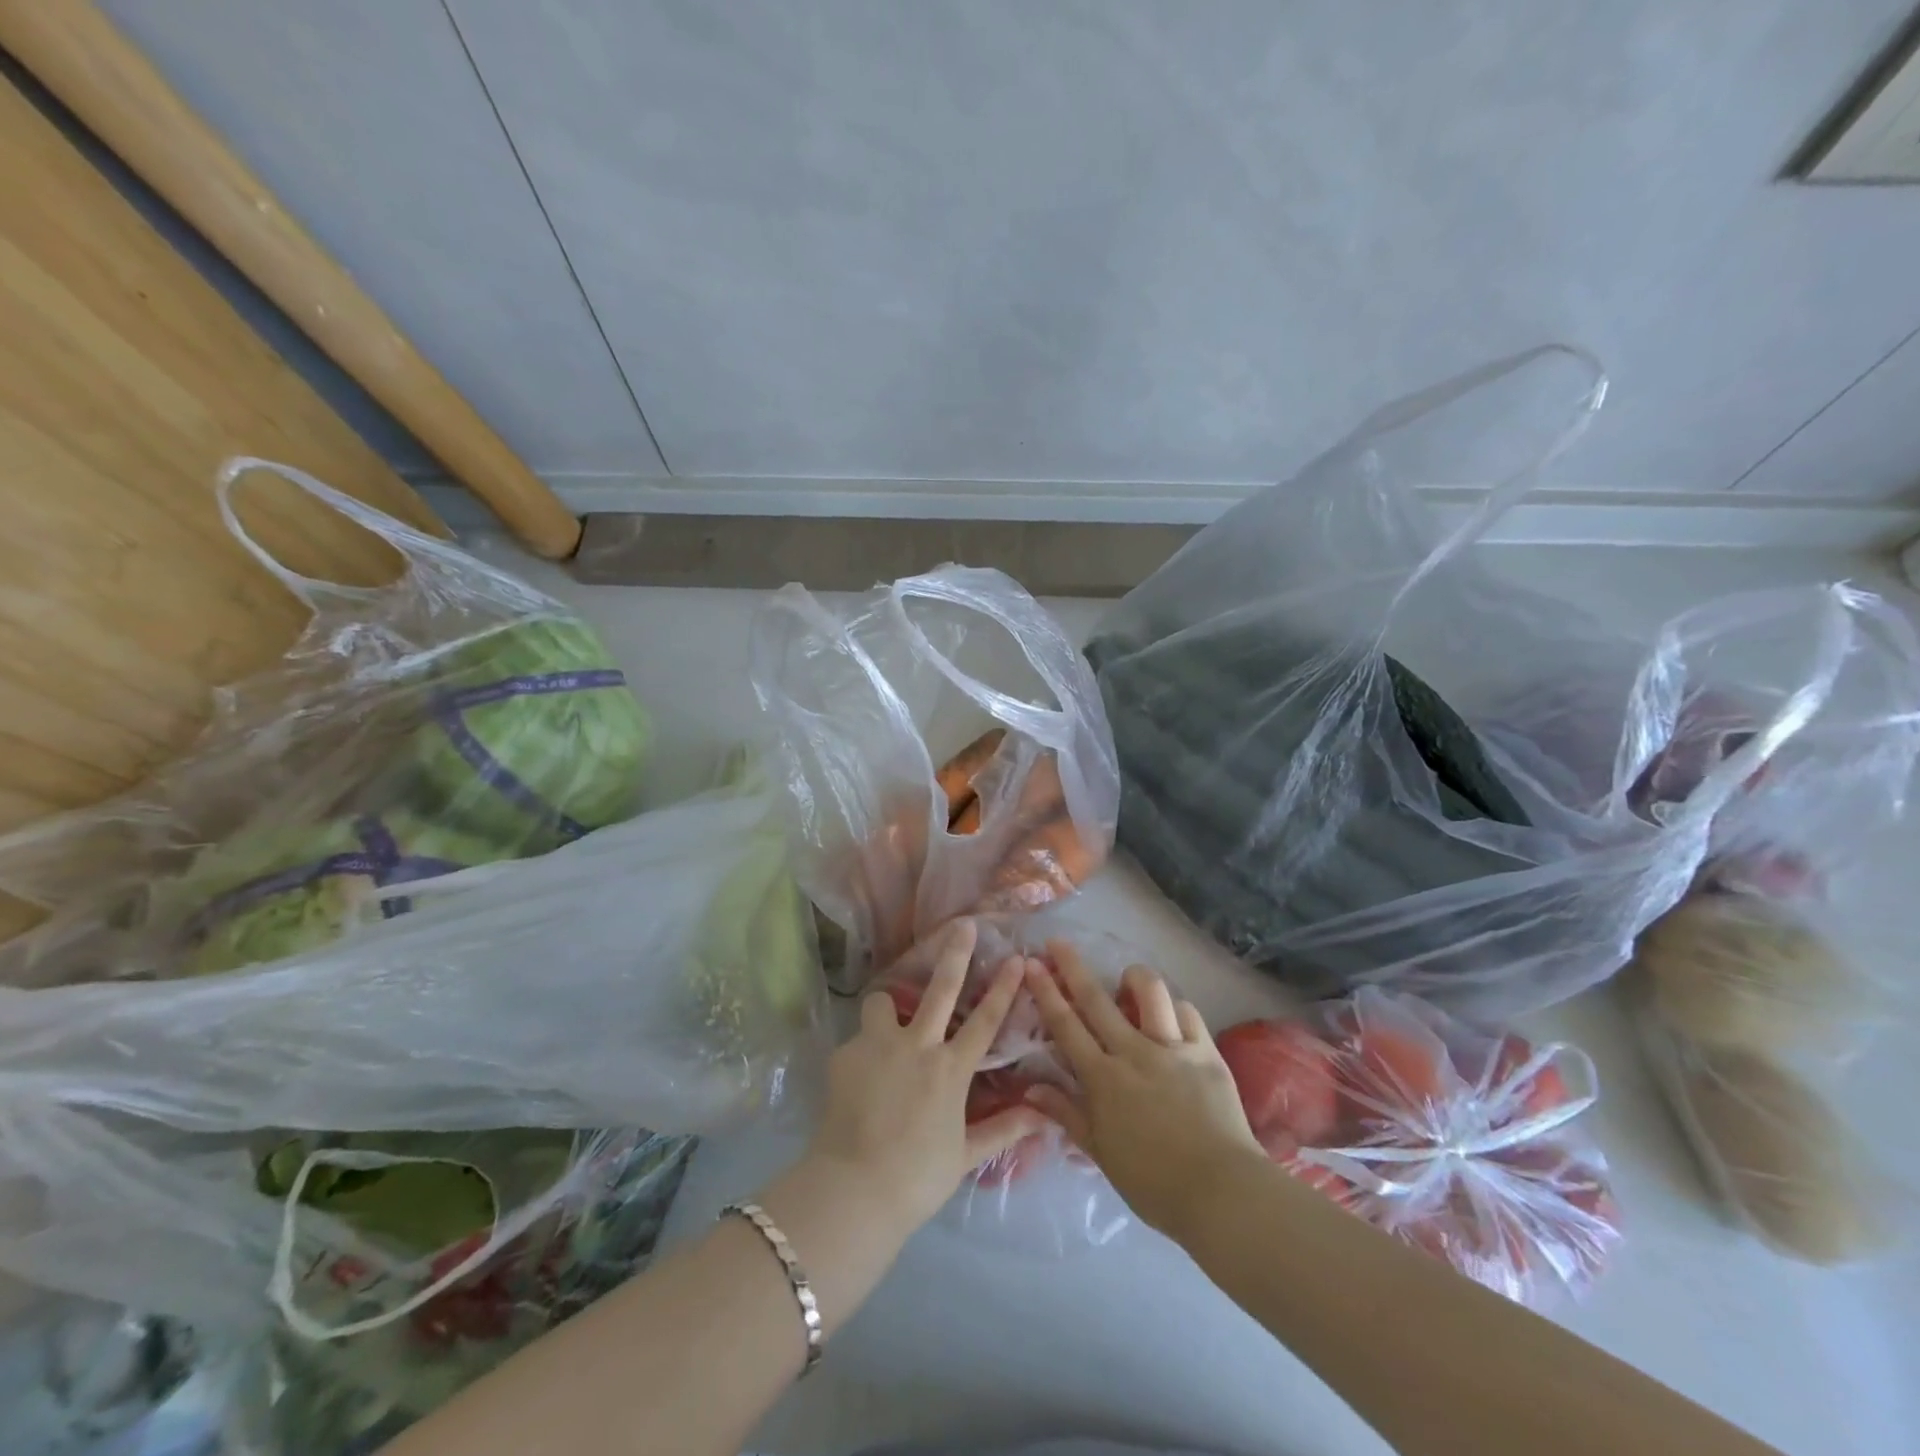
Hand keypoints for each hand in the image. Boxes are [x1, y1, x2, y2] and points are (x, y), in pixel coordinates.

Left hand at [801, 919, 1049, 1237]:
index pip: (986, 1020)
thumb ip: (1004, 1130)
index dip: (1004, 987)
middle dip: (955, 953)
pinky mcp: (846, 1054)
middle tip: (961, 925)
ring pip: (883, 1002)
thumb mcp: (965, 1155)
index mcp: (950, 1069)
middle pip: (941, 988)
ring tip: (885, 1022)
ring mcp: (878, 1045)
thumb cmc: (917, 1176)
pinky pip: (857, 1042)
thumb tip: (1046, 1119)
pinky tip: (858, 1080)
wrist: (854, 1187)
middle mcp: (917, 1045)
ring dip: (887, 1007)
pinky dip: (862, 1053)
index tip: (1016, 957)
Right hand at [1024, 941, 1261, 1238]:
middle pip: (1097, 999)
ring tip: (1125, 980)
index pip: (1066, 1025)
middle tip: (1057, 942)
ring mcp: (1172, 1048)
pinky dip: (1174, 1007)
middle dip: (1073, 966)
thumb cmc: (1154, 1183)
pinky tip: (1169, 1015)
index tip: (1032, 963)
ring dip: (1132, 977)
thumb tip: (1030, 1088)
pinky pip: (1187, 1012)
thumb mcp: (1101, 1153)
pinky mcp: (1206, 1051)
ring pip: (1150, 992)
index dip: (1046, 992)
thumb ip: (1066, 1114)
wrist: (1222, 1193)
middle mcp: (1134, 1052)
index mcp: (1103, 1079)